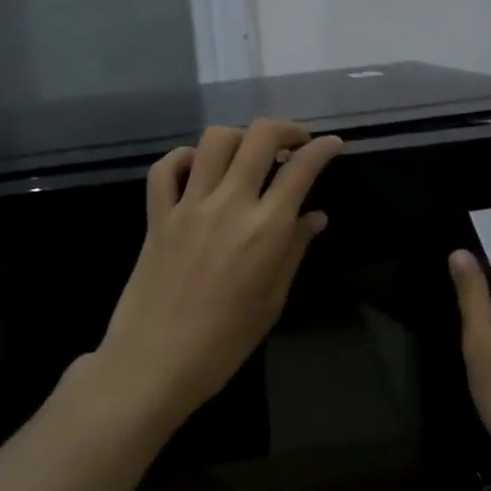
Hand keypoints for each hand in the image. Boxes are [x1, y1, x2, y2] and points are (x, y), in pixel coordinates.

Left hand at [94, 118, 344, 425]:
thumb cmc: (225, 341)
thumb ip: (294, 250)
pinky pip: (166, 168)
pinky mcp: (157, 215)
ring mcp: (188, 206)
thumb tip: (315, 216)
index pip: (301, 169)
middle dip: (285, 129)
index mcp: (265, 228)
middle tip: (296, 141)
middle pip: (259, 138)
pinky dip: (184, 157)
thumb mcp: (272, 300)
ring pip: (214, 141)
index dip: (323, 150)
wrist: (156, 361)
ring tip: (249, 154)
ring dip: (240, 137)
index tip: (333, 145)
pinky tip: (198, 169)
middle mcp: (229, 204)